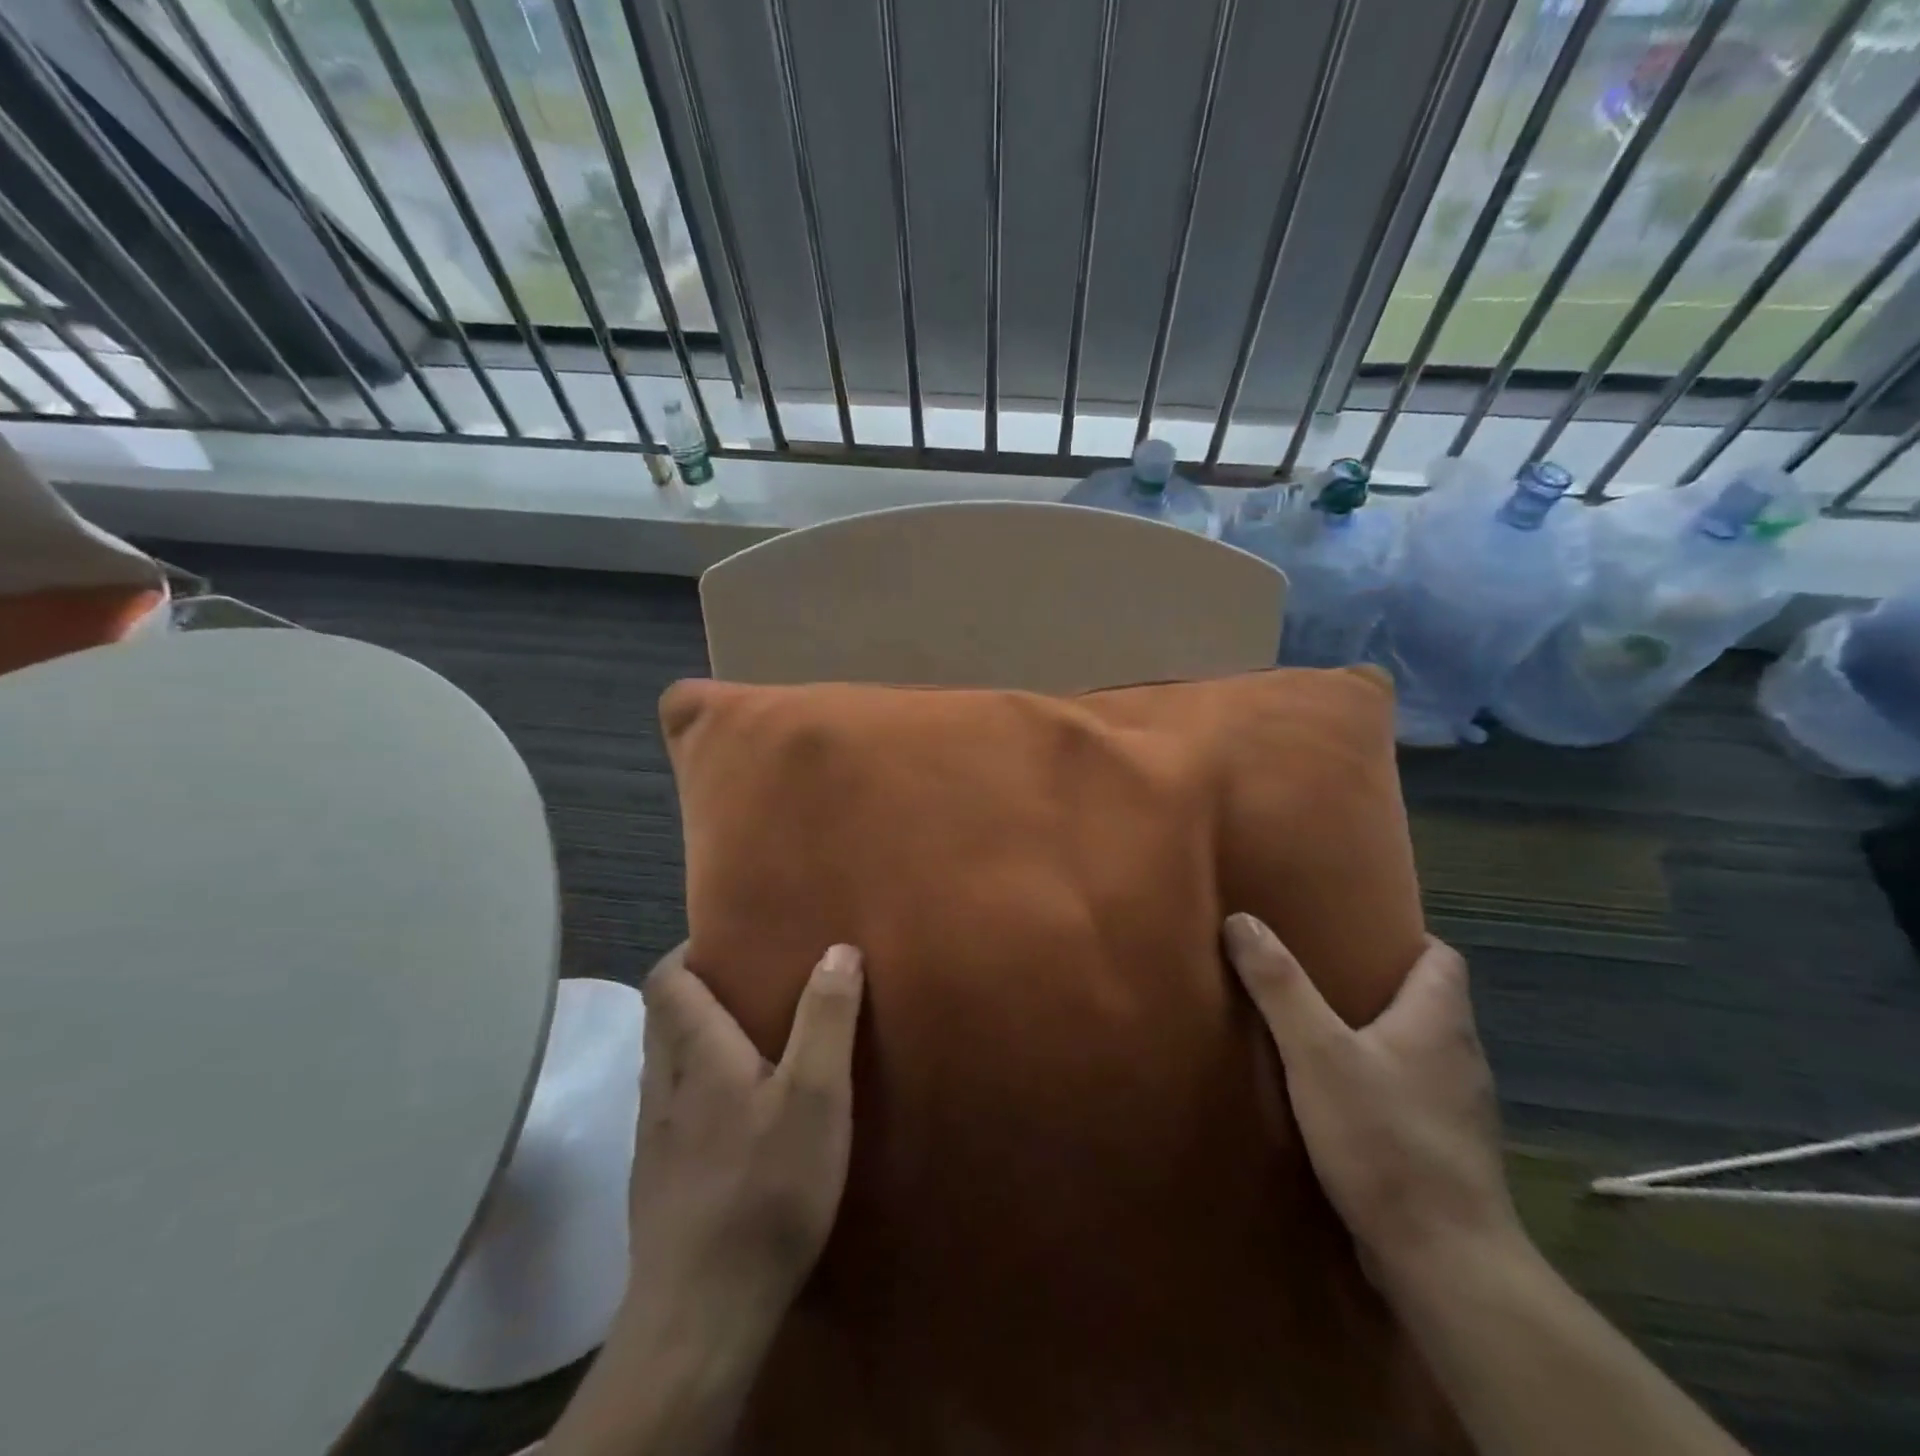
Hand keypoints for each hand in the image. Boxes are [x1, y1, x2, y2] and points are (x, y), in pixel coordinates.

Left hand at [543, 943, 863, 1455]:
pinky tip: (740, 1117)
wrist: (702, 1316)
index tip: (728, 940)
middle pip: (663, 1019)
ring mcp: (655, 1138)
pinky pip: (674, 1109)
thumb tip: (838, 948)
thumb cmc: (765, 1189)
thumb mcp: (816, 1095)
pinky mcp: (659, 1180)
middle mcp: (664, 1086)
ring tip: (754, 1041)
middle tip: (753, 985)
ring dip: (699, 1041)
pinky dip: (700, 1089)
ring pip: (668, 1066)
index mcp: (696, 1055)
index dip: (688, 952)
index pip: (667, 982)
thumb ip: (827, 1018)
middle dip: (699, 992)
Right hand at [1223, 915, 1520, 1288]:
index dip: (1404, 938)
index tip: (1353, 930)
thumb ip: (1279, 985)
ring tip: (1317, 1025)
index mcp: (1440, 1021)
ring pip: (1417, 1050)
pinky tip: (1337, 1093)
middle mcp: (1460, 1057)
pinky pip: (1412, 1093)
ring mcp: (1457, 1109)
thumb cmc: (1384, 1138)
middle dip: (1376, 982)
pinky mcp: (1446, 1151)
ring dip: (1375, 1033)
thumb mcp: (1316, 1051)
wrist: (1445, 1262)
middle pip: (1427, 1001)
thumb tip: (1242, 920)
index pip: (1442, 957)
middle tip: (1316, 970)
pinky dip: (1379, 1080)